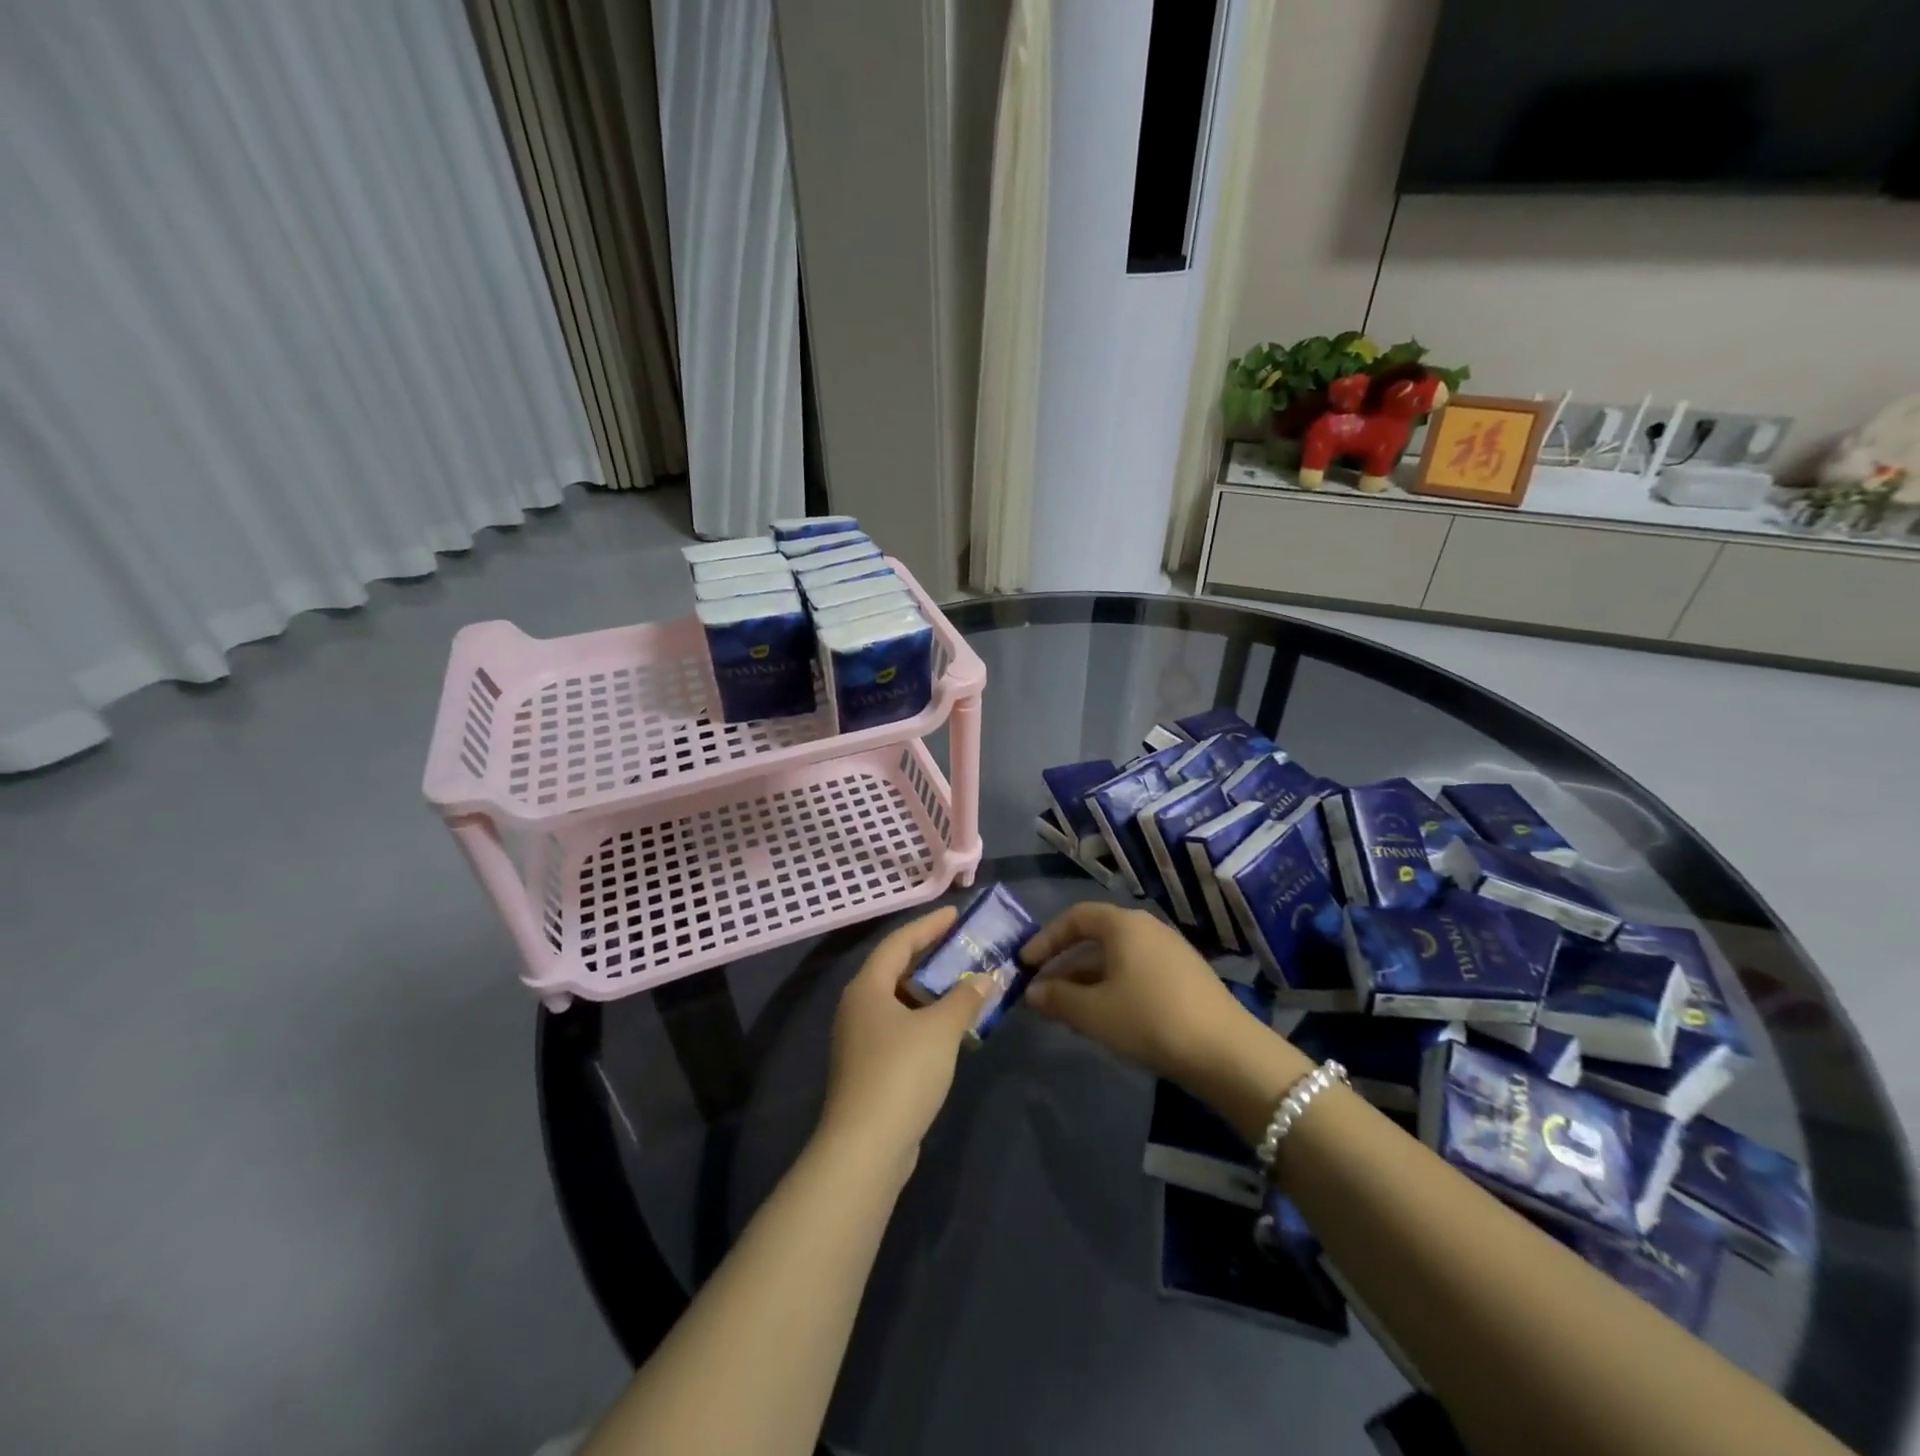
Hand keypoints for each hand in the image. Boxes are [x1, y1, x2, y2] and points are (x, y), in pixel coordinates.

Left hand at [817, 907, 988, 1170]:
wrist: (866, 1148)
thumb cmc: (901, 1073)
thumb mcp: (940, 1029)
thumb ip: (965, 998)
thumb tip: (987, 977)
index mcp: (867, 987)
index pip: (899, 942)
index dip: (928, 925)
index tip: (956, 913)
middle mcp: (858, 1006)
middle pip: (896, 969)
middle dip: (931, 956)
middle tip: (964, 945)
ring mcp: (861, 1039)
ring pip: (900, 1001)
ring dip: (931, 991)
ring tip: (965, 984)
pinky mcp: (869, 1068)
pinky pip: (901, 1028)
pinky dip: (926, 1019)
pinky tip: (950, 1028)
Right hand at [1022, 902, 1267, 1086]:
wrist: (1225, 1051)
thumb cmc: (1149, 1020)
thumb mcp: (1094, 1012)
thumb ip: (1057, 998)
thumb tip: (1032, 992)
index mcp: (1123, 924)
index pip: (1075, 917)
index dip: (1046, 939)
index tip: (1026, 965)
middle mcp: (1147, 927)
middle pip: (1095, 937)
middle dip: (1064, 963)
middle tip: (1042, 990)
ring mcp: (1170, 951)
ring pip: (1116, 957)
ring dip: (1087, 979)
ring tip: (1067, 1010)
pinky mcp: (1185, 976)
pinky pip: (1136, 971)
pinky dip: (1112, 986)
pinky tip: (1106, 1017)